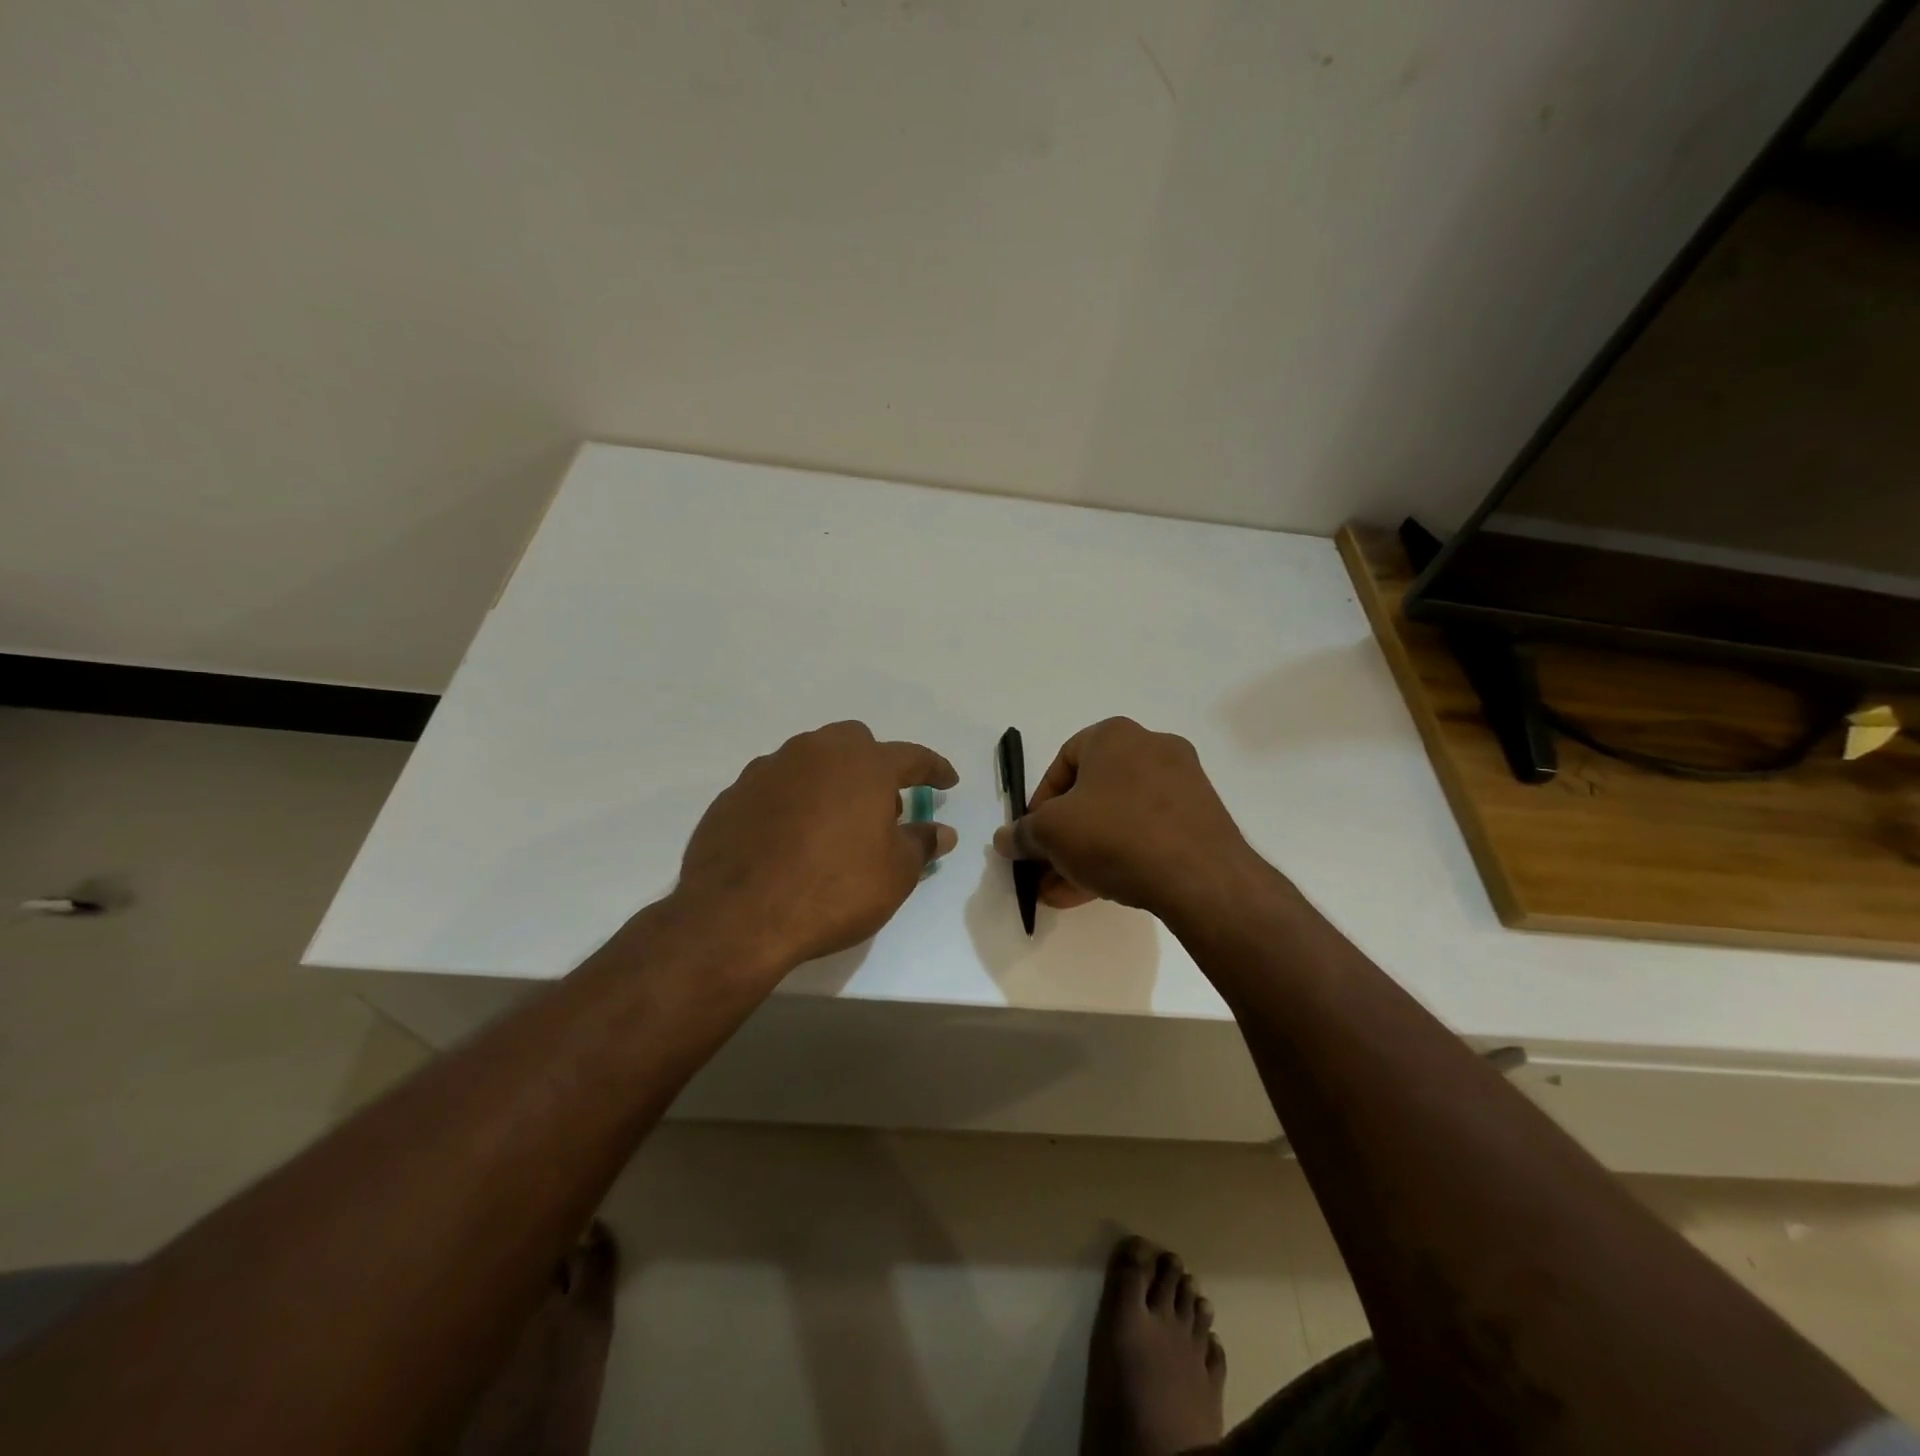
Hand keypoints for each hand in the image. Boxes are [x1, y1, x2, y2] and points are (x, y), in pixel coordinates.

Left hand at [676, 721, 958, 972]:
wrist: (738, 916)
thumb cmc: (834, 890)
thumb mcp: (895, 874)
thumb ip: (921, 844)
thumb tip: (942, 831)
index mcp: (864, 765)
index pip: (912, 757)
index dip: (934, 769)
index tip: (947, 781)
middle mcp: (816, 753)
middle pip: (854, 742)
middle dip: (874, 766)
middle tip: (880, 808)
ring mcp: (769, 769)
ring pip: (810, 760)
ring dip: (830, 781)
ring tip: (833, 825)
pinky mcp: (734, 794)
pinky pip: (775, 786)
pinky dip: (792, 802)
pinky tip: (790, 839)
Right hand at [992, 717, 1255, 919]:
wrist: (1200, 876)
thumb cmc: (1115, 834)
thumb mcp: (1051, 833)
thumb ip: (1022, 834)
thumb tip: (1004, 839)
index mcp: (1115, 735)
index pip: (1063, 762)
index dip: (1039, 803)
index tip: (1032, 836)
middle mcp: (1152, 748)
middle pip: (1092, 794)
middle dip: (1063, 836)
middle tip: (1045, 869)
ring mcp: (1183, 784)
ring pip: (1119, 818)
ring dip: (1086, 853)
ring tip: (1063, 892)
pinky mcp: (1202, 818)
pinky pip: (1148, 833)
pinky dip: (1120, 856)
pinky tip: (1096, 892)